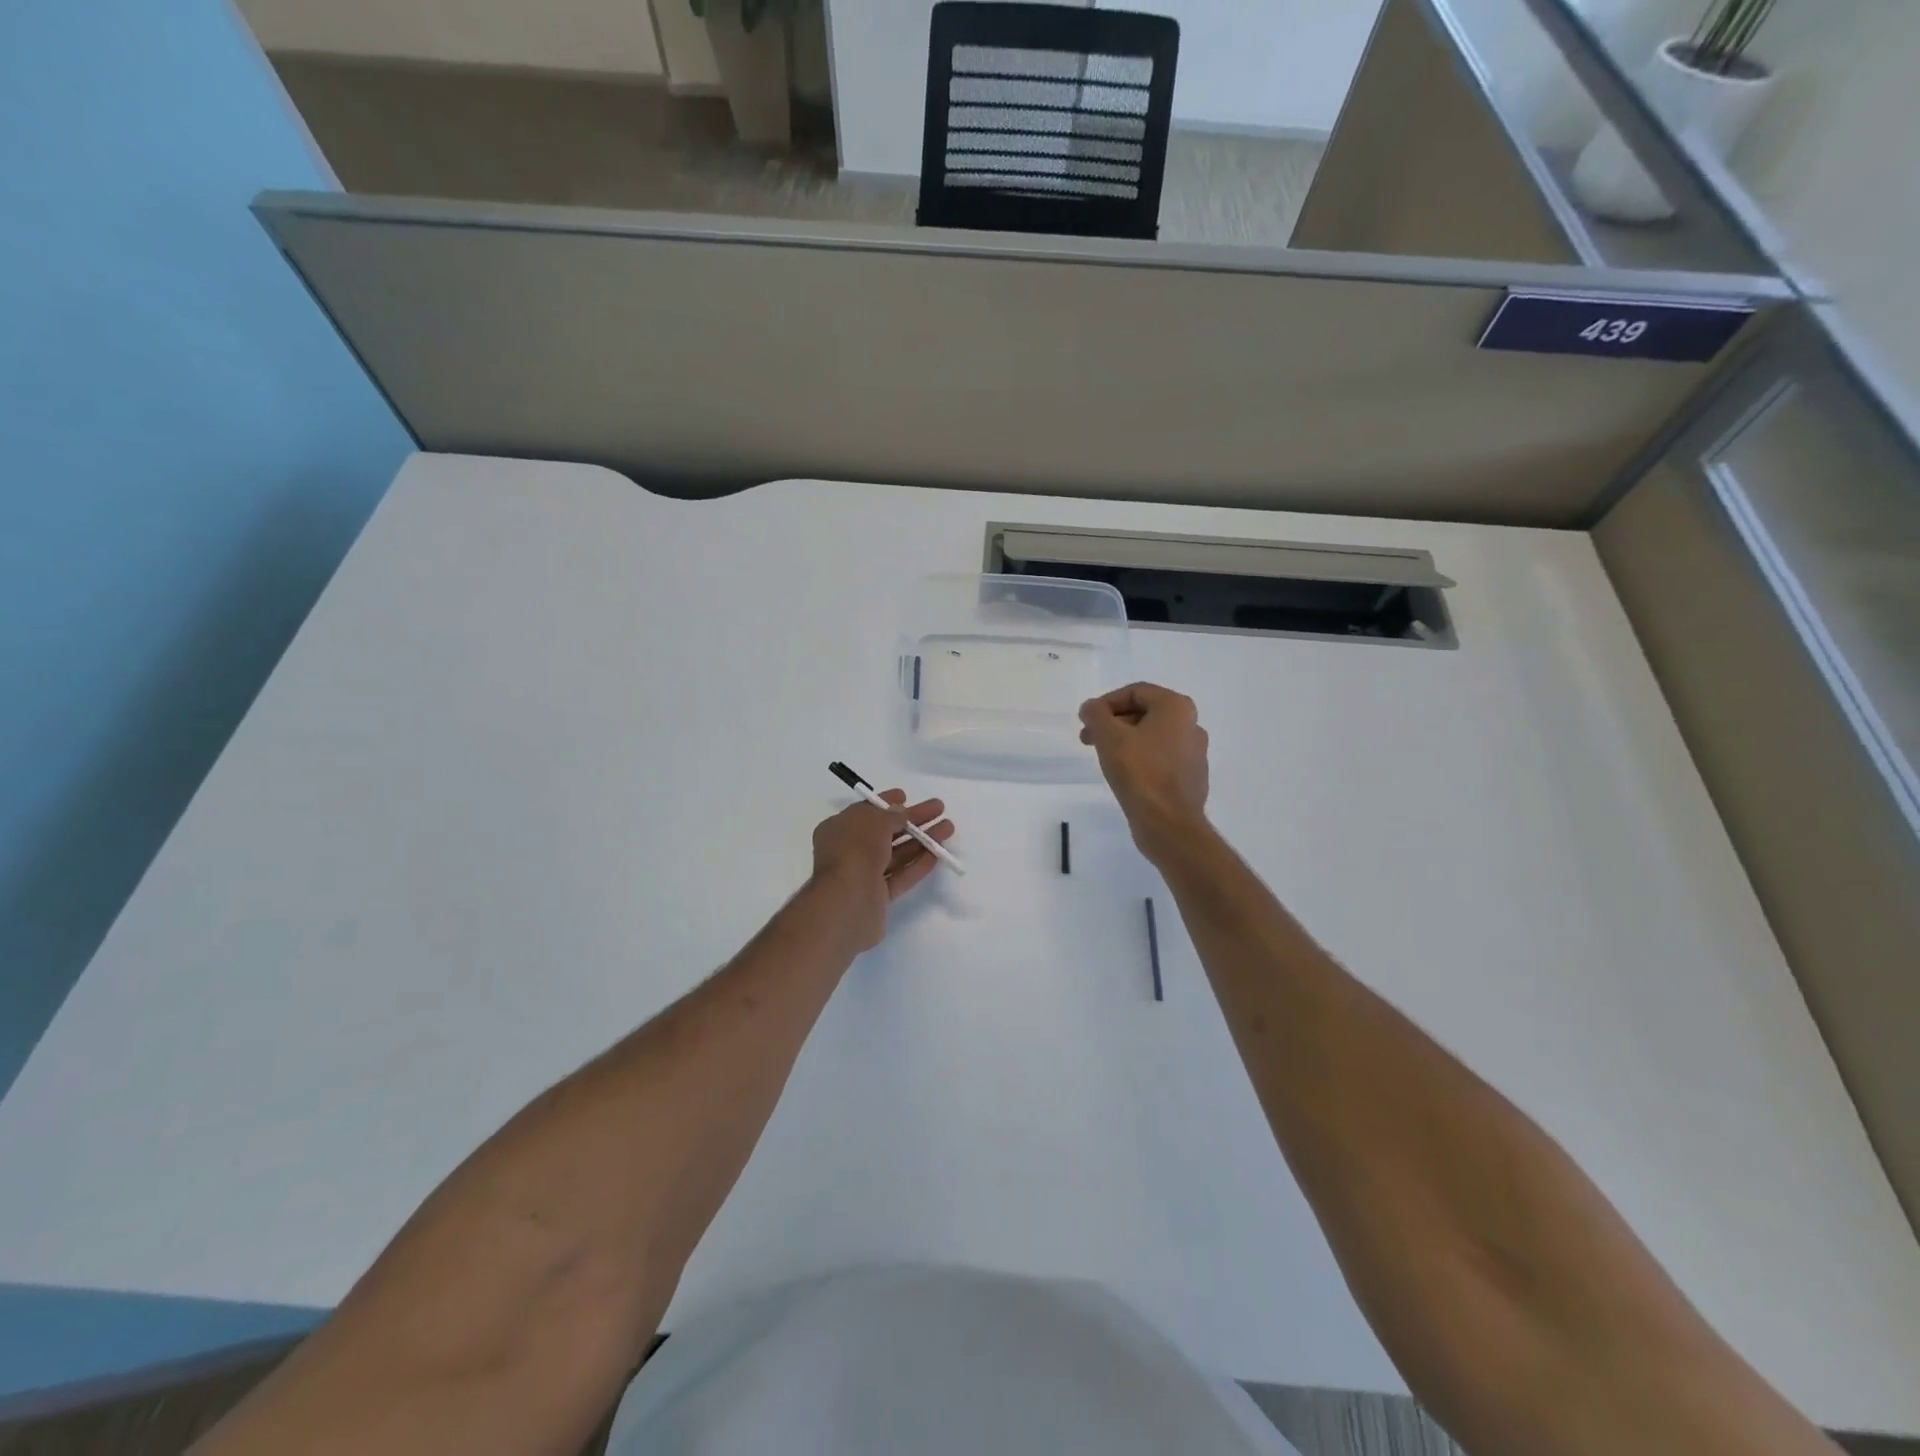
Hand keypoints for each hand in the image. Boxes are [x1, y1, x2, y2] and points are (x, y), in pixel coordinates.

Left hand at [809, 791, 954, 950]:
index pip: (866, 811)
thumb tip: (901, 812)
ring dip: (922, 841)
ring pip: (896, 854)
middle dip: (913, 820)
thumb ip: (891, 815)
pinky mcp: (878, 897)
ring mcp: (863, 875)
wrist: (846, 902)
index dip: (886, 802)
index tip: (907, 795)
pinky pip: (901, 876)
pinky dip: (918, 864)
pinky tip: (938, 854)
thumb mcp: (873, 821)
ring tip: (948, 828)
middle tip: (939, 808)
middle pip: (886, 831)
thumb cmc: (855, 850)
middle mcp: (849, 850)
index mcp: (839, 829)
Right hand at [1079, 683, 1210, 862]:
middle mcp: (1192, 725)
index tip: (1087, 721)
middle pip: (1145, 713)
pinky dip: (1140, 760)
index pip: (1136, 692)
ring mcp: (1194, 753)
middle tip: (1089, 739)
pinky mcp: (1191, 777)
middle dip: (1113, 723)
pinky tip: (1125, 776)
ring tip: (1104, 758)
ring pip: (1152, 737)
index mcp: (1177, 708)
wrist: (1169, 824)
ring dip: (1125, 741)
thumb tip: (1091, 708)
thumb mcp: (1109, 737)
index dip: (1106, 703)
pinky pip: (1161, 759)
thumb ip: (1096, 715)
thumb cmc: (1140, 772)